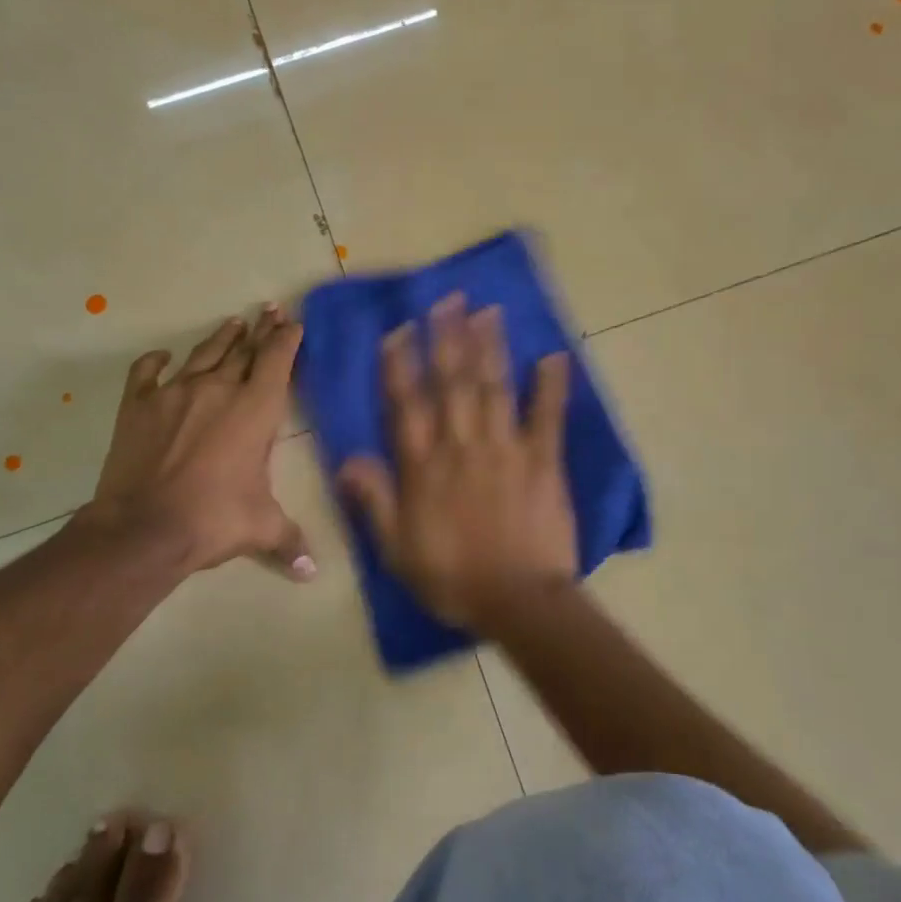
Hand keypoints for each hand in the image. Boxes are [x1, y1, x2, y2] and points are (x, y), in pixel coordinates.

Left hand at [82, 305, 312, 580]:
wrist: (144, 527)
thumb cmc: (214, 520)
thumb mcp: (261, 528)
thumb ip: (290, 541)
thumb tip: (313, 572)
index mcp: (255, 409)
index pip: (277, 360)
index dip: (287, 338)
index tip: (293, 321)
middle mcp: (218, 389)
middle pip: (244, 349)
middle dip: (261, 330)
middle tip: (269, 310)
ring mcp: (175, 392)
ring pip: (204, 354)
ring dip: (222, 337)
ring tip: (233, 322)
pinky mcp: (138, 404)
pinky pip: (147, 372)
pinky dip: (156, 361)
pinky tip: (163, 357)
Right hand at [337, 295, 576, 635]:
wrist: (517, 602)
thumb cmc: (452, 577)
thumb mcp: (396, 548)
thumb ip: (373, 499)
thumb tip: (347, 458)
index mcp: (424, 467)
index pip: (407, 405)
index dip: (400, 365)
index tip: (399, 329)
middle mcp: (461, 446)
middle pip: (452, 383)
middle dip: (447, 338)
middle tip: (448, 299)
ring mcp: (505, 449)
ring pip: (493, 388)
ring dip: (489, 347)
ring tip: (487, 311)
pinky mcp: (543, 461)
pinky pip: (546, 417)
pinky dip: (550, 385)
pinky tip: (553, 355)